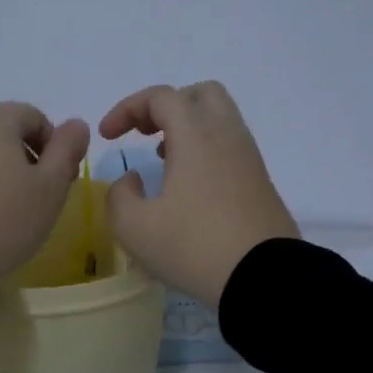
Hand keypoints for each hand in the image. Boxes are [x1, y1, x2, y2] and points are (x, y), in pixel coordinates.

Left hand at [0, 102, 91, 284]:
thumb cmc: (3, 221)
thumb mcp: (50, 188)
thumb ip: (67, 150)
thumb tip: (76, 124)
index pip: (32, 115)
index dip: (53, 145)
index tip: (58, 180)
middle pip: (0, 130)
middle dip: (22, 156)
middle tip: (33, 197)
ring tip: (0, 212)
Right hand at [98, 81, 297, 307]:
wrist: (264, 279)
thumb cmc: (194, 247)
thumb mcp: (134, 227)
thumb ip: (119, 195)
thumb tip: (133, 180)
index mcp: (196, 136)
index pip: (161, 96)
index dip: (127, 108)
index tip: (108, 137)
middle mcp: (227, 136)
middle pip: (200, 94)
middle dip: (167, 106)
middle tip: (145, 133)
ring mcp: (249, 158)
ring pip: (219, 120)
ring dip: (187, 129)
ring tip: (163, 160)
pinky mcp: (260, 183)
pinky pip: (230, 147)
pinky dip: (205, 150)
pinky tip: (188, 187)